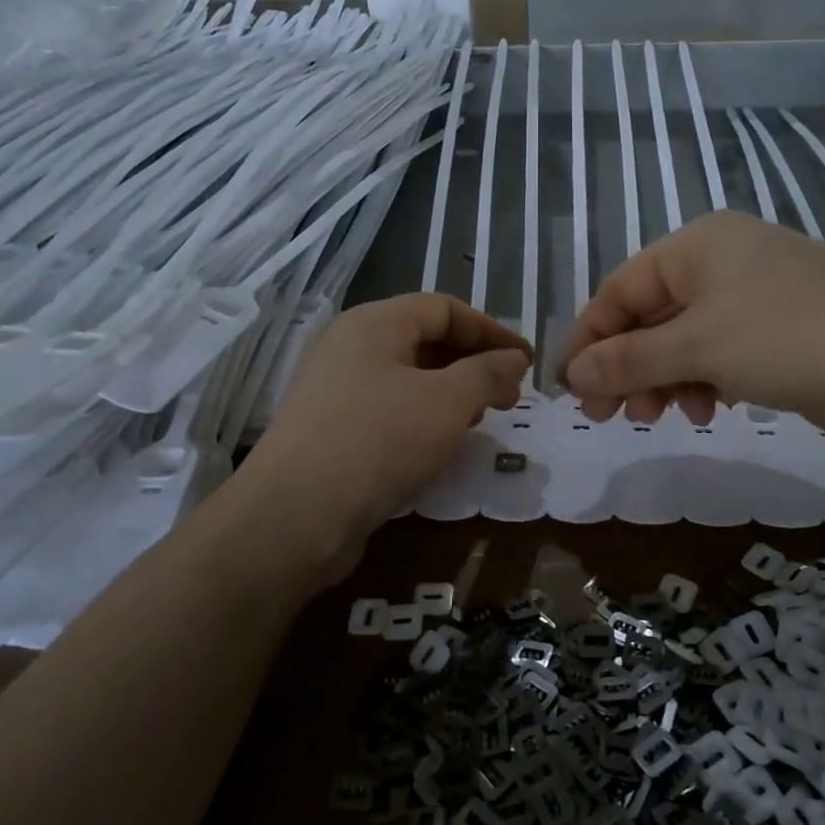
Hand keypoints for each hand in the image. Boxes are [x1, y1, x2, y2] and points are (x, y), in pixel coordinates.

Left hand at [233, 294, 530, 574]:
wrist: (296, 515)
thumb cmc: (379, 442)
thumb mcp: (446, 403)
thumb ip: (487, 374)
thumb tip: (515, 358)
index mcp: (373, 324)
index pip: (444, 308)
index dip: (491, 330)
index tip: (527, 361)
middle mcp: (348, 347)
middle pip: (423, 339)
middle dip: (473, 363)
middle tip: (509, 396)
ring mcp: (334, 390)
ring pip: (406, 377)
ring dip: (450, 392)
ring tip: (481, 420)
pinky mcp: (330, 430)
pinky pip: (387, 409)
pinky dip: (422, 418)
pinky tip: (440, 445)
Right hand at [558, 212, 824, 446]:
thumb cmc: (787, 338)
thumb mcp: (696, 347)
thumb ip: (627, 360)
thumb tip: (571, 375)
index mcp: (697, 246)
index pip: (619, 289)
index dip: (589, 339)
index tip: (570, 389)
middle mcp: (722, 263)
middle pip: (648, 317)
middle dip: (625, 367)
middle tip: (606, 416)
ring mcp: (753, 298)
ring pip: (681, 341)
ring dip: (661, 381)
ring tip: (658, 418)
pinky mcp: (777, 334)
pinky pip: (716, 356)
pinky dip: (700, 382)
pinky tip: (704, 410)